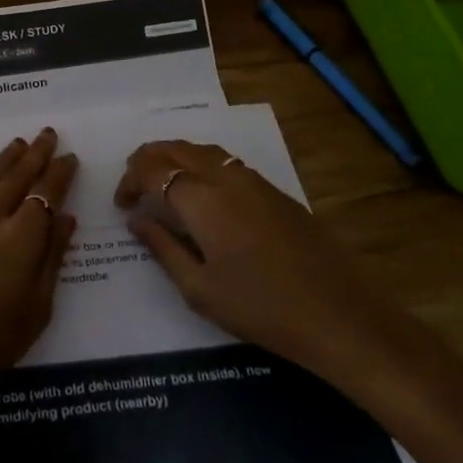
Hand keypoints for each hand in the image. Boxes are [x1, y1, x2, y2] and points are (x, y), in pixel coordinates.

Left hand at [0, 129, 78, 410]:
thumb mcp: (35, 309)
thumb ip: (51, 259)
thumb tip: (64, 219)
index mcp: (20, 238)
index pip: (45, 194)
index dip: (59, 173)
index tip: (69, 156)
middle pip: (16, 179)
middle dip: (35, 155)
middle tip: (47, 133)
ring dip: (2, 161)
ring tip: (16, 143)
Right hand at [114, 139, 411, 392]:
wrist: (339, 314)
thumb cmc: (260, 308)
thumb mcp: (199, 288)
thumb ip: (162, 247)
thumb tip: (136, 219)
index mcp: (201, 199)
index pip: (151, 170)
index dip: (129, 181)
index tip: (122, 206)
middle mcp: (224, 176)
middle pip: (175, 147)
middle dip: (147, 160)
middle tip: (133, 187)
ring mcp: (253, 180)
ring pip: (202, 149)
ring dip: (174, 158)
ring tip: (162, 185)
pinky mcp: (274, 191)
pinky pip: (226, 162)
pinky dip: (201, 166)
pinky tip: (202, 195)